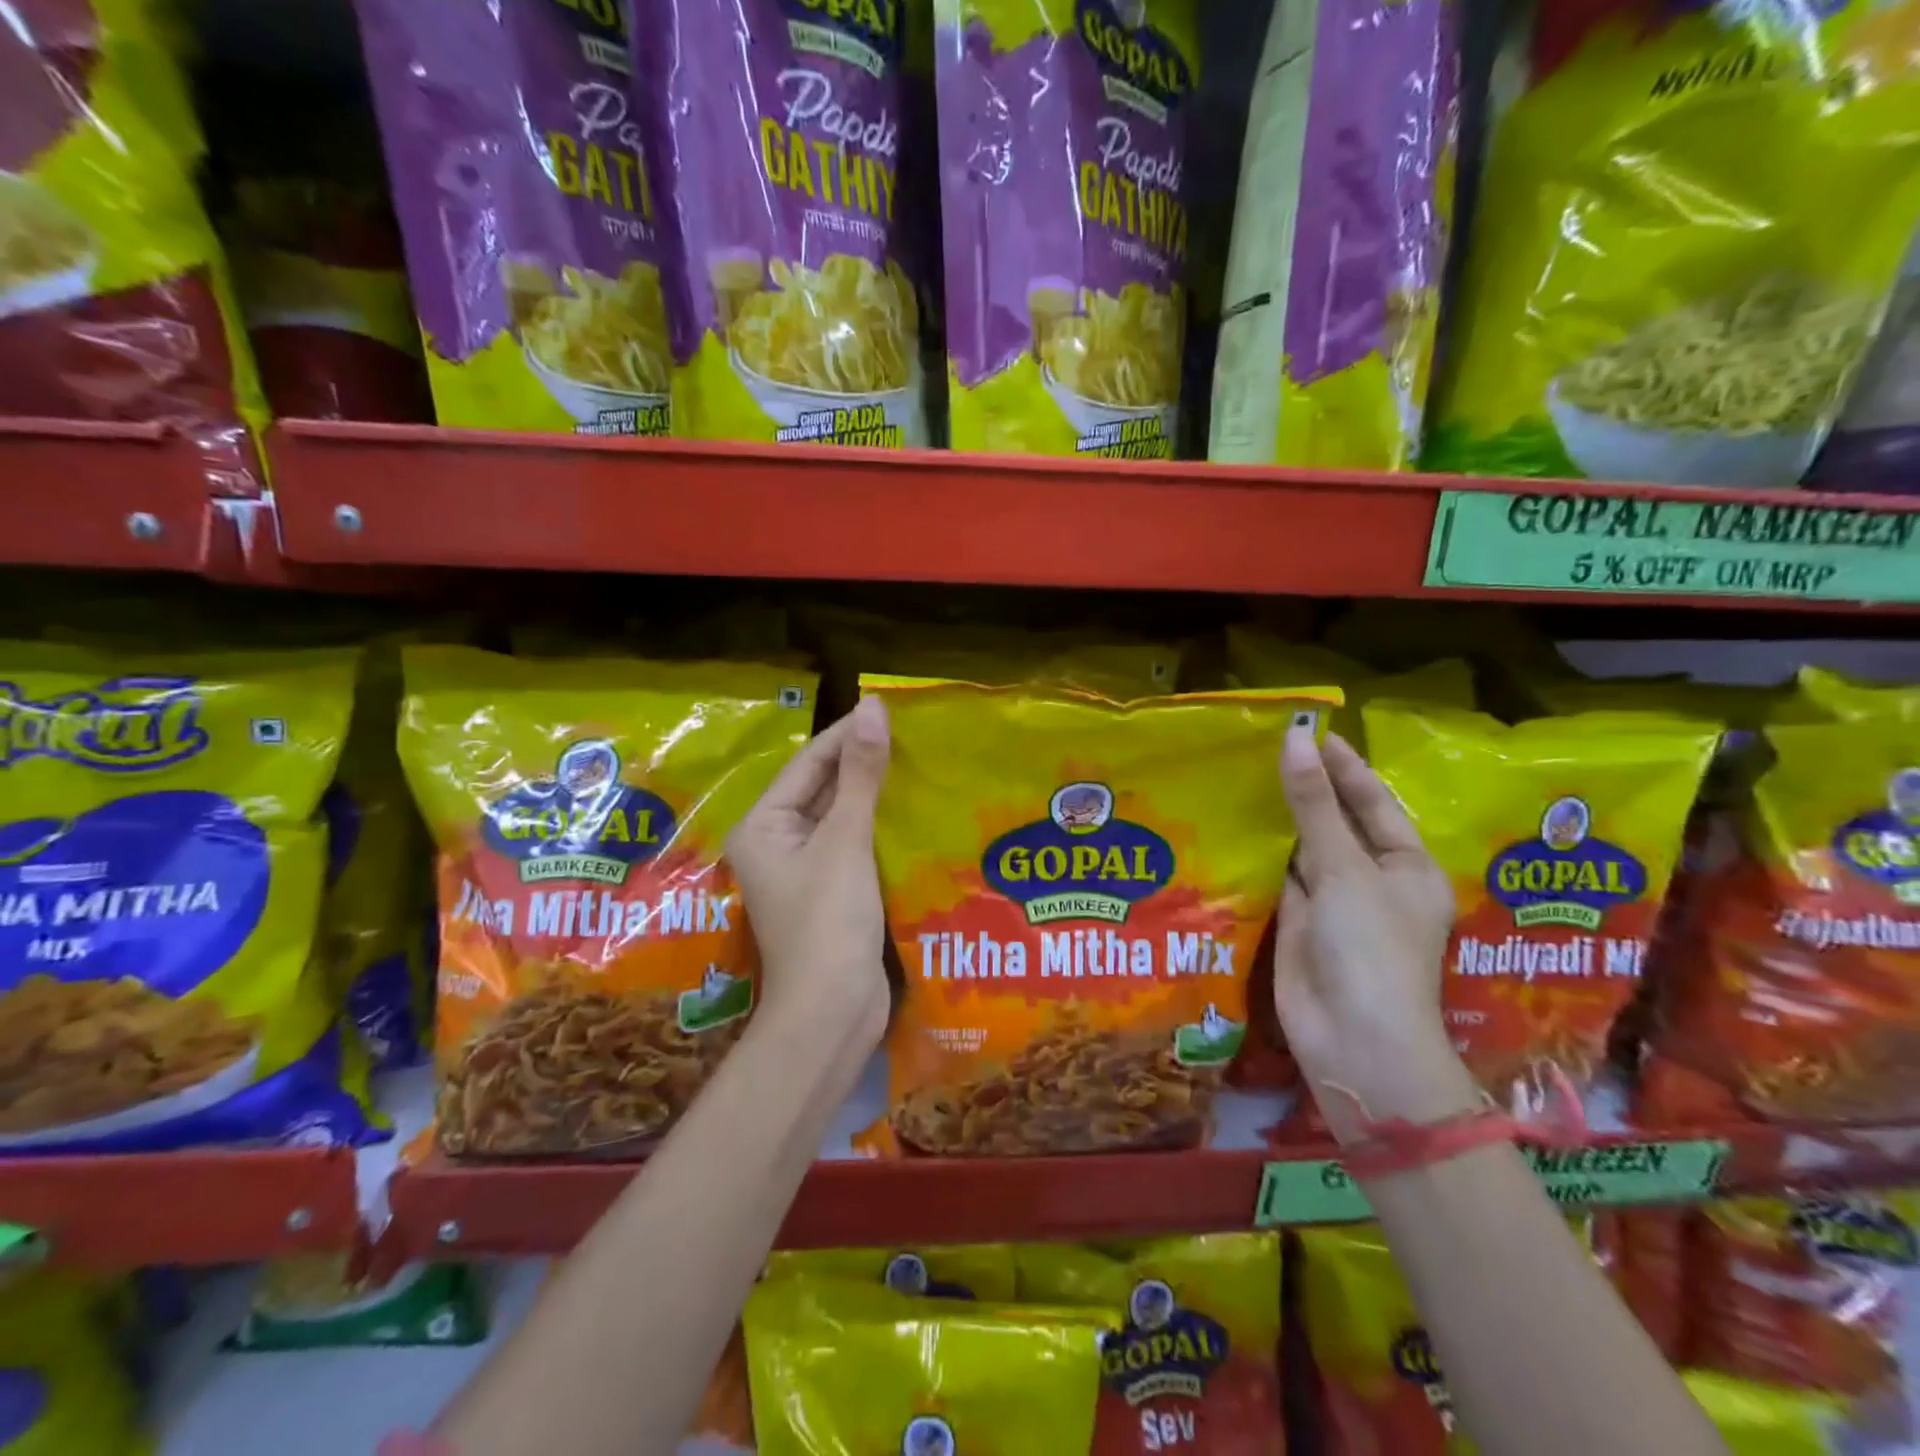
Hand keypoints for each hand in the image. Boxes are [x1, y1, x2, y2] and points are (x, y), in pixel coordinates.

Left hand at [726, 696, 891, 1046]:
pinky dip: (881, 826)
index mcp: (764, 826)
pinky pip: (856, 845)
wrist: (832, 1013)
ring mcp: (806, 870)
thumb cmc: (828, 922)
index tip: (888, 709)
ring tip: (920, 761)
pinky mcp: (833, 892)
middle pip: (824, 789)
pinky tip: (915, 809)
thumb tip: (871, 707)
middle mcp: (778, 843)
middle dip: (864, 763)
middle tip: (912, 733)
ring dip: (876, 794)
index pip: (809, 764)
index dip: (847, 735)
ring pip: (843, 817)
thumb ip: (860, 774)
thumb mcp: (845, 841)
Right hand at [1274, 724, 1478, 1143]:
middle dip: (1305, 789)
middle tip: (1264, 745)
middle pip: (1336, 824)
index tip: (1308, 729)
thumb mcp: (1344, 869)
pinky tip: (1232, 826)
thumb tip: (1295, 738)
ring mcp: (1333, 905)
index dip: (1342, 765)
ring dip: (1278, 821)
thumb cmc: (1369, 948)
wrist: (1353, 1040)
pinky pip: (1278, 879)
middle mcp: (1371, 881)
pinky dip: (1259, 855)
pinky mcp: (1298, 924)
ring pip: (1303, 851)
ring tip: (1241, 775)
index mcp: (1406, 865)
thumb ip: (1314, 805)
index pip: (1372, 801)